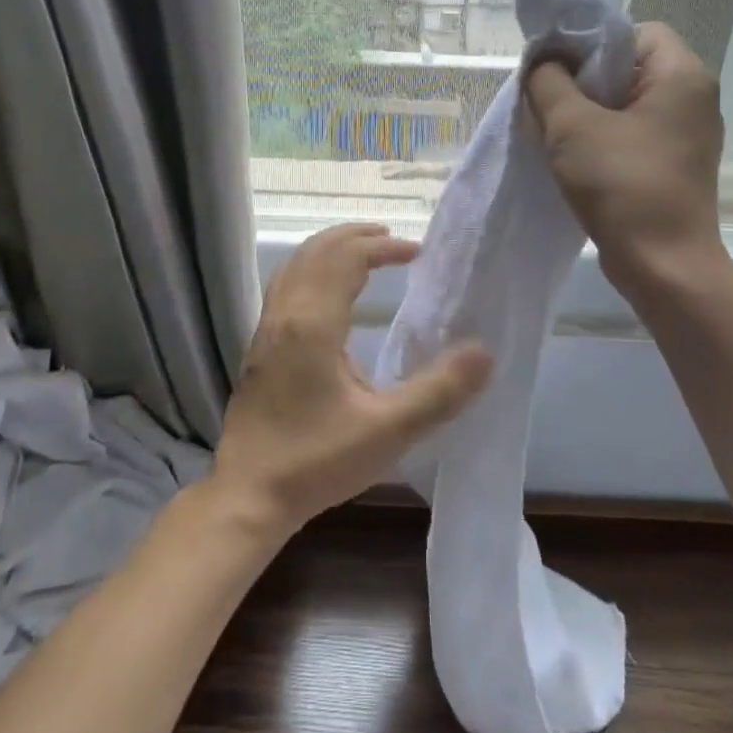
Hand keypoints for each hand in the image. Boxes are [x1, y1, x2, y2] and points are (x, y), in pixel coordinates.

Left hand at [210, 224, 493, 537]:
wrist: (248, 494)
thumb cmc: (317, 461)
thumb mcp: (388, 431)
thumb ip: (439, 391)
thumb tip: (485, 353)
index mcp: (313, 323)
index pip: (346, 258)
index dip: (382, 248)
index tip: (416, 253)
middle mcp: (285, 315)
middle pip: (316, 251)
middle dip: (354, 237)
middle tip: (392, 240)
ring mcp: (266, 329)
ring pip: (296, 266)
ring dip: (330, 250)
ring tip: (364, 253)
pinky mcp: (259, 347)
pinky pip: (286, 285)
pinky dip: (312, 269)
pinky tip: (328, 294)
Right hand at [525, 22, 727, 298]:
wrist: (663, 267)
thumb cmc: (622, 186)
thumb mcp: (571, 126)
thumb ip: (548, 81)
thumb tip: (544, 62)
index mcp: (682, 76)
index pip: (635, 31)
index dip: (593, 43)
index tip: (559, 71)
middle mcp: (694, 98)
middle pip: (631, 65)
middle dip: (585, 79)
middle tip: (550, 101)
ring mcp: (688, 135)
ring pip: (629, 102)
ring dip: (591, 111)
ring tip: (559, 132)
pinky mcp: (676, 164)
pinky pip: (635, 132)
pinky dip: (605, 137)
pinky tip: (578, 158)